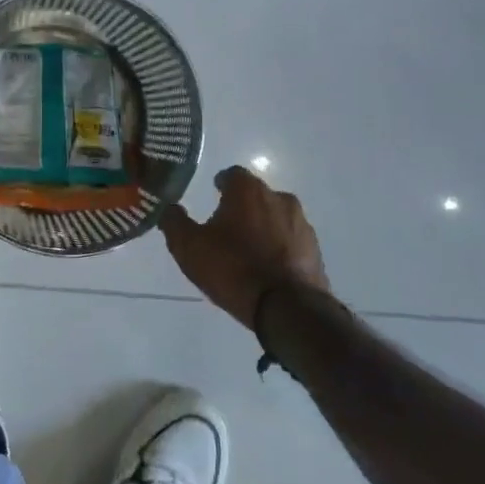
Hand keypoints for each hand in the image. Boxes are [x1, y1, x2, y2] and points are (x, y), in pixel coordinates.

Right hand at [159, 166, 330, 328]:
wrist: (287, 308)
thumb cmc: (233, 269)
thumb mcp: (189, 247)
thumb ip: (174, 222)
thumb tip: (169, 208)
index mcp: (248, 191)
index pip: (232, 175)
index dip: (221, 184)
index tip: (214, 195)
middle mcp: (279, 198)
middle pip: (256, 196)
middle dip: (242, 207)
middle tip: (227, 227)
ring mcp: (302, 224)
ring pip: (276, 217)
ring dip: (263, 227)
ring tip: (248, 251)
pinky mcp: (315, 250)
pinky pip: (291, 241)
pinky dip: (279, 247)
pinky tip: (268, 267)